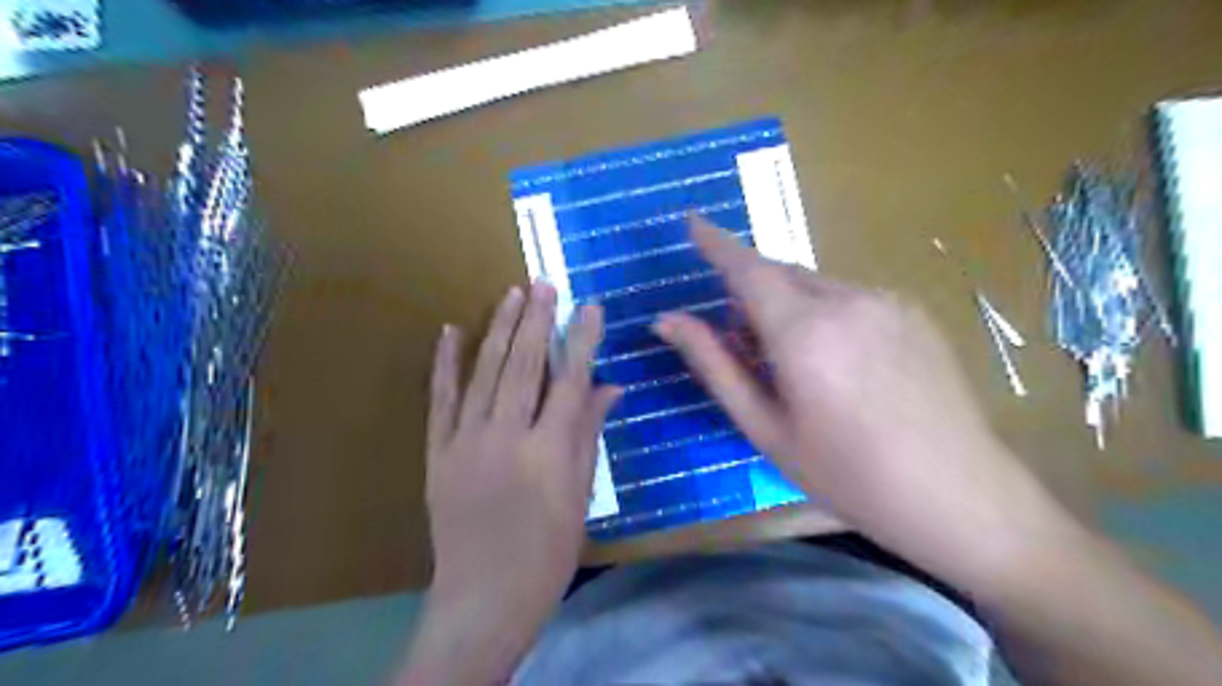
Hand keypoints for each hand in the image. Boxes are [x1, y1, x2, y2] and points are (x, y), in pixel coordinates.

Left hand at [429, 283, 622, 620]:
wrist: (485, 593)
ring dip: (500, 329)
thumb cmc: (548, 550)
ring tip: (512, 294)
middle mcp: (506, 437)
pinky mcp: (438, 451)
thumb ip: (590, 434)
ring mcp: (466, 442)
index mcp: (549, 452)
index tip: (589, 307)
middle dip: (537, 321)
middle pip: (524, 367)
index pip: (570, 381)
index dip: (581, 341)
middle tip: (544, 285)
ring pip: (485, 373)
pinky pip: (441, 399)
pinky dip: (446, 363)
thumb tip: (610, 386)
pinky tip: (452, 330)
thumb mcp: (581, 494)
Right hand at [659, 218, 1071, 589]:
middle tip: (743, 339)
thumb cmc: (846, 474)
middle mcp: (846, 301)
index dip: (715, 244)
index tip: (692, 222)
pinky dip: (824, 311)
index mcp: (804, 332)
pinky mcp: (912, 311)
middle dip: (751, 291)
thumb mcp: (766, 427)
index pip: (747, 269)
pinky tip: (840, 362)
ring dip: (789, 304)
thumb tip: (667, 321)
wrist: (956, 495)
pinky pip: (850, 296)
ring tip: (794, 361)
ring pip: (816, 285)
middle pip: (780, 274)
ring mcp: (886, 302)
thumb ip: (715, 365)